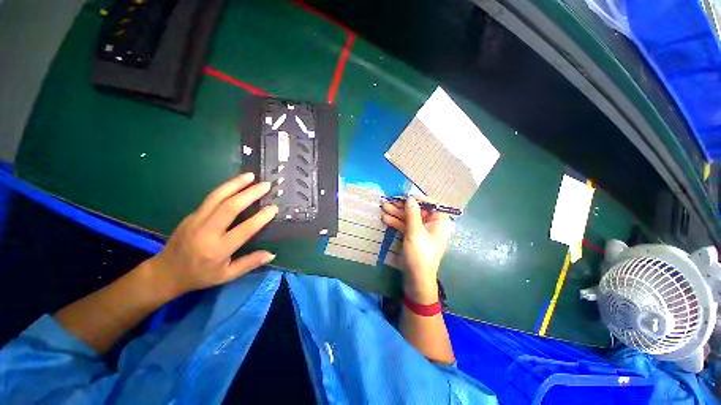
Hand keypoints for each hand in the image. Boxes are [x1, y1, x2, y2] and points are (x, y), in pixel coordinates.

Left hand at [148, 172, 277, 296]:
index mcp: (218, 249)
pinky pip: (210, 198)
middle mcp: (206, 232)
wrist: (165, 272)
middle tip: (265, 185)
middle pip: (230, 207)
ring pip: (217, 197)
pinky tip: (236, 183)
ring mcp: (196, 220)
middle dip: (250, 194)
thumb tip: (272, 254)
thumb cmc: (200, 276)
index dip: (261, 218)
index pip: (244, 229)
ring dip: (235, 184)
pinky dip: (225, 188)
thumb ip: (250, 263)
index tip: (273, 208)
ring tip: (250, 175)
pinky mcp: (191, 215)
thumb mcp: (227, 275)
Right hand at [382, 196, 452, 303]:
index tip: (406, 197)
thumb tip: (410, 198)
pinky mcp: (412, 237)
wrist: (416, 279)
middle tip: (389, 201)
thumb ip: (412, 213)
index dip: (419, 199)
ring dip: (397, 213)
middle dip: (403, 206)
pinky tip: (385, 218)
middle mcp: (431, 225)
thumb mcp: (415, 232)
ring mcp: (420, 231)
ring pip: (409, 218)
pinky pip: (405, 226)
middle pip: (417, 210)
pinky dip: (396, 222)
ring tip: (383, 207)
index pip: (432, 204)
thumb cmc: (420, 254)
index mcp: (439, 222)